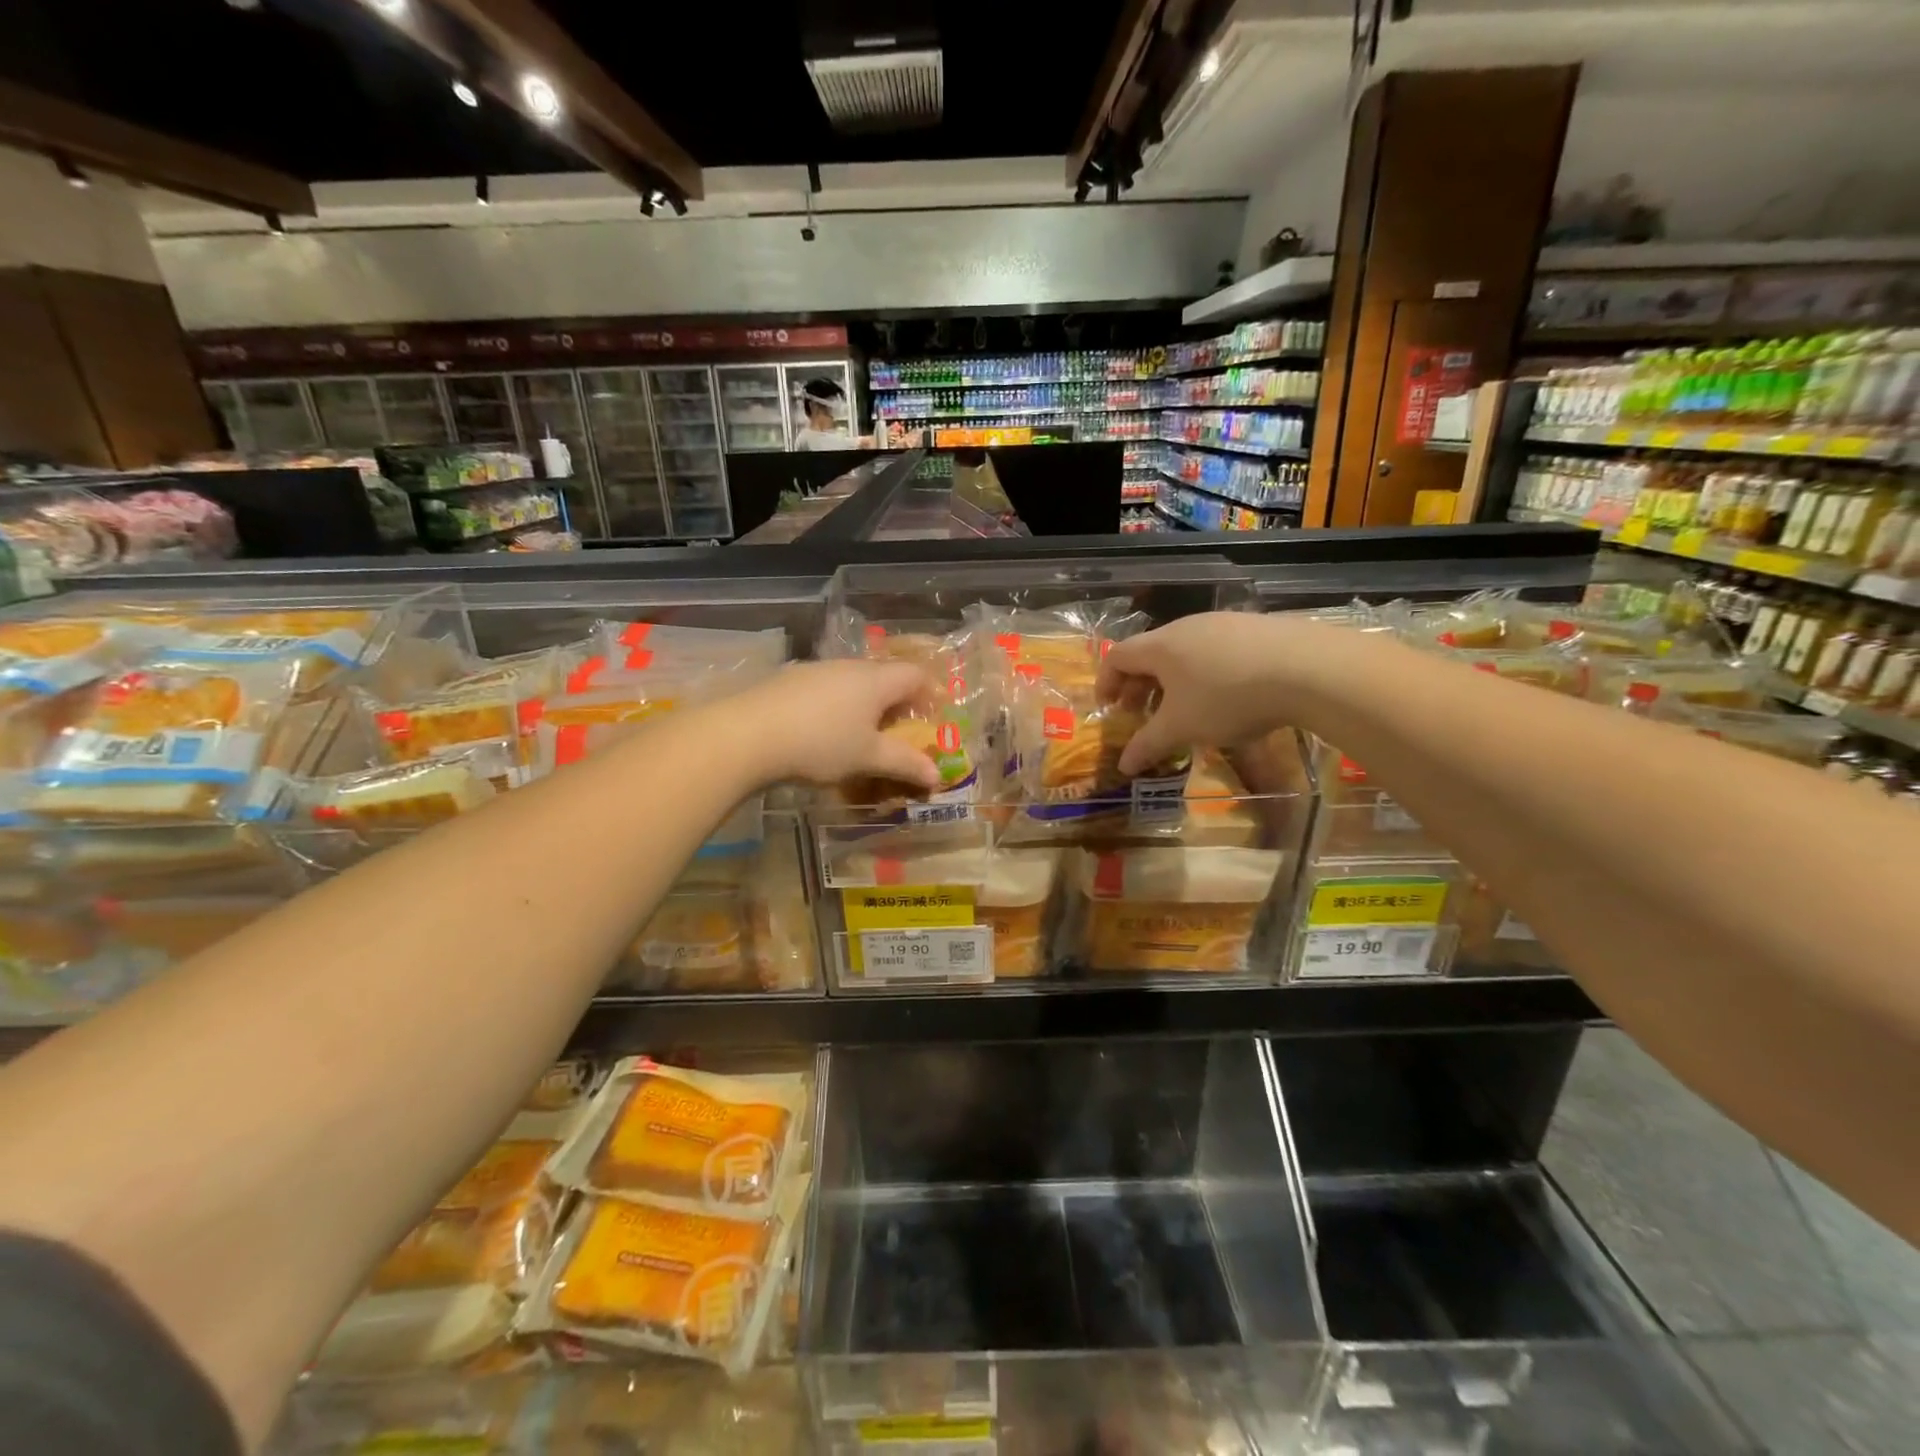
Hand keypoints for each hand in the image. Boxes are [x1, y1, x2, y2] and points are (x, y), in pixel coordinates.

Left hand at [727, 660, 942, 788]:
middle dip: (897, 701)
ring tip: (862, 734)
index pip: (915, 675)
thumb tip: (936, 775)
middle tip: (901, 729)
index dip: (930, 693)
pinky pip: (826, 689)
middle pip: (884, 676)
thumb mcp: (868, 758)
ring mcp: (816, 670)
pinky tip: (823, 732)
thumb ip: (904, 763)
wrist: (747, 735)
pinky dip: (837, 707)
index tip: (935, 716)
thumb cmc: (821, 744)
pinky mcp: (788, 681)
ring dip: (865, 704)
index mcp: (875, 680)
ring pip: (853, 682)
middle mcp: (848, 667)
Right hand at [1097, 612, 1314, 774]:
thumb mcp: (1181, 728)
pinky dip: (1206, 674)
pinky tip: (1227, 697)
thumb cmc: (1226, 698)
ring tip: (1184, 709)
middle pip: (1150, 653)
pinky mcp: (1256, 628)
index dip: (1106, 682)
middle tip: (1141, 714)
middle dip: (1139, 686)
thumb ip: (1148, 745)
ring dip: (1173, 681)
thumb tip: (1123, 765)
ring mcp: (1224, 623)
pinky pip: (1216, 651)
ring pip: (1184, 651)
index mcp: (1160, 646)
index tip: (1107, 708)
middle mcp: (1186, 627)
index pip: (1117, 656)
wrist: (1306, 668)